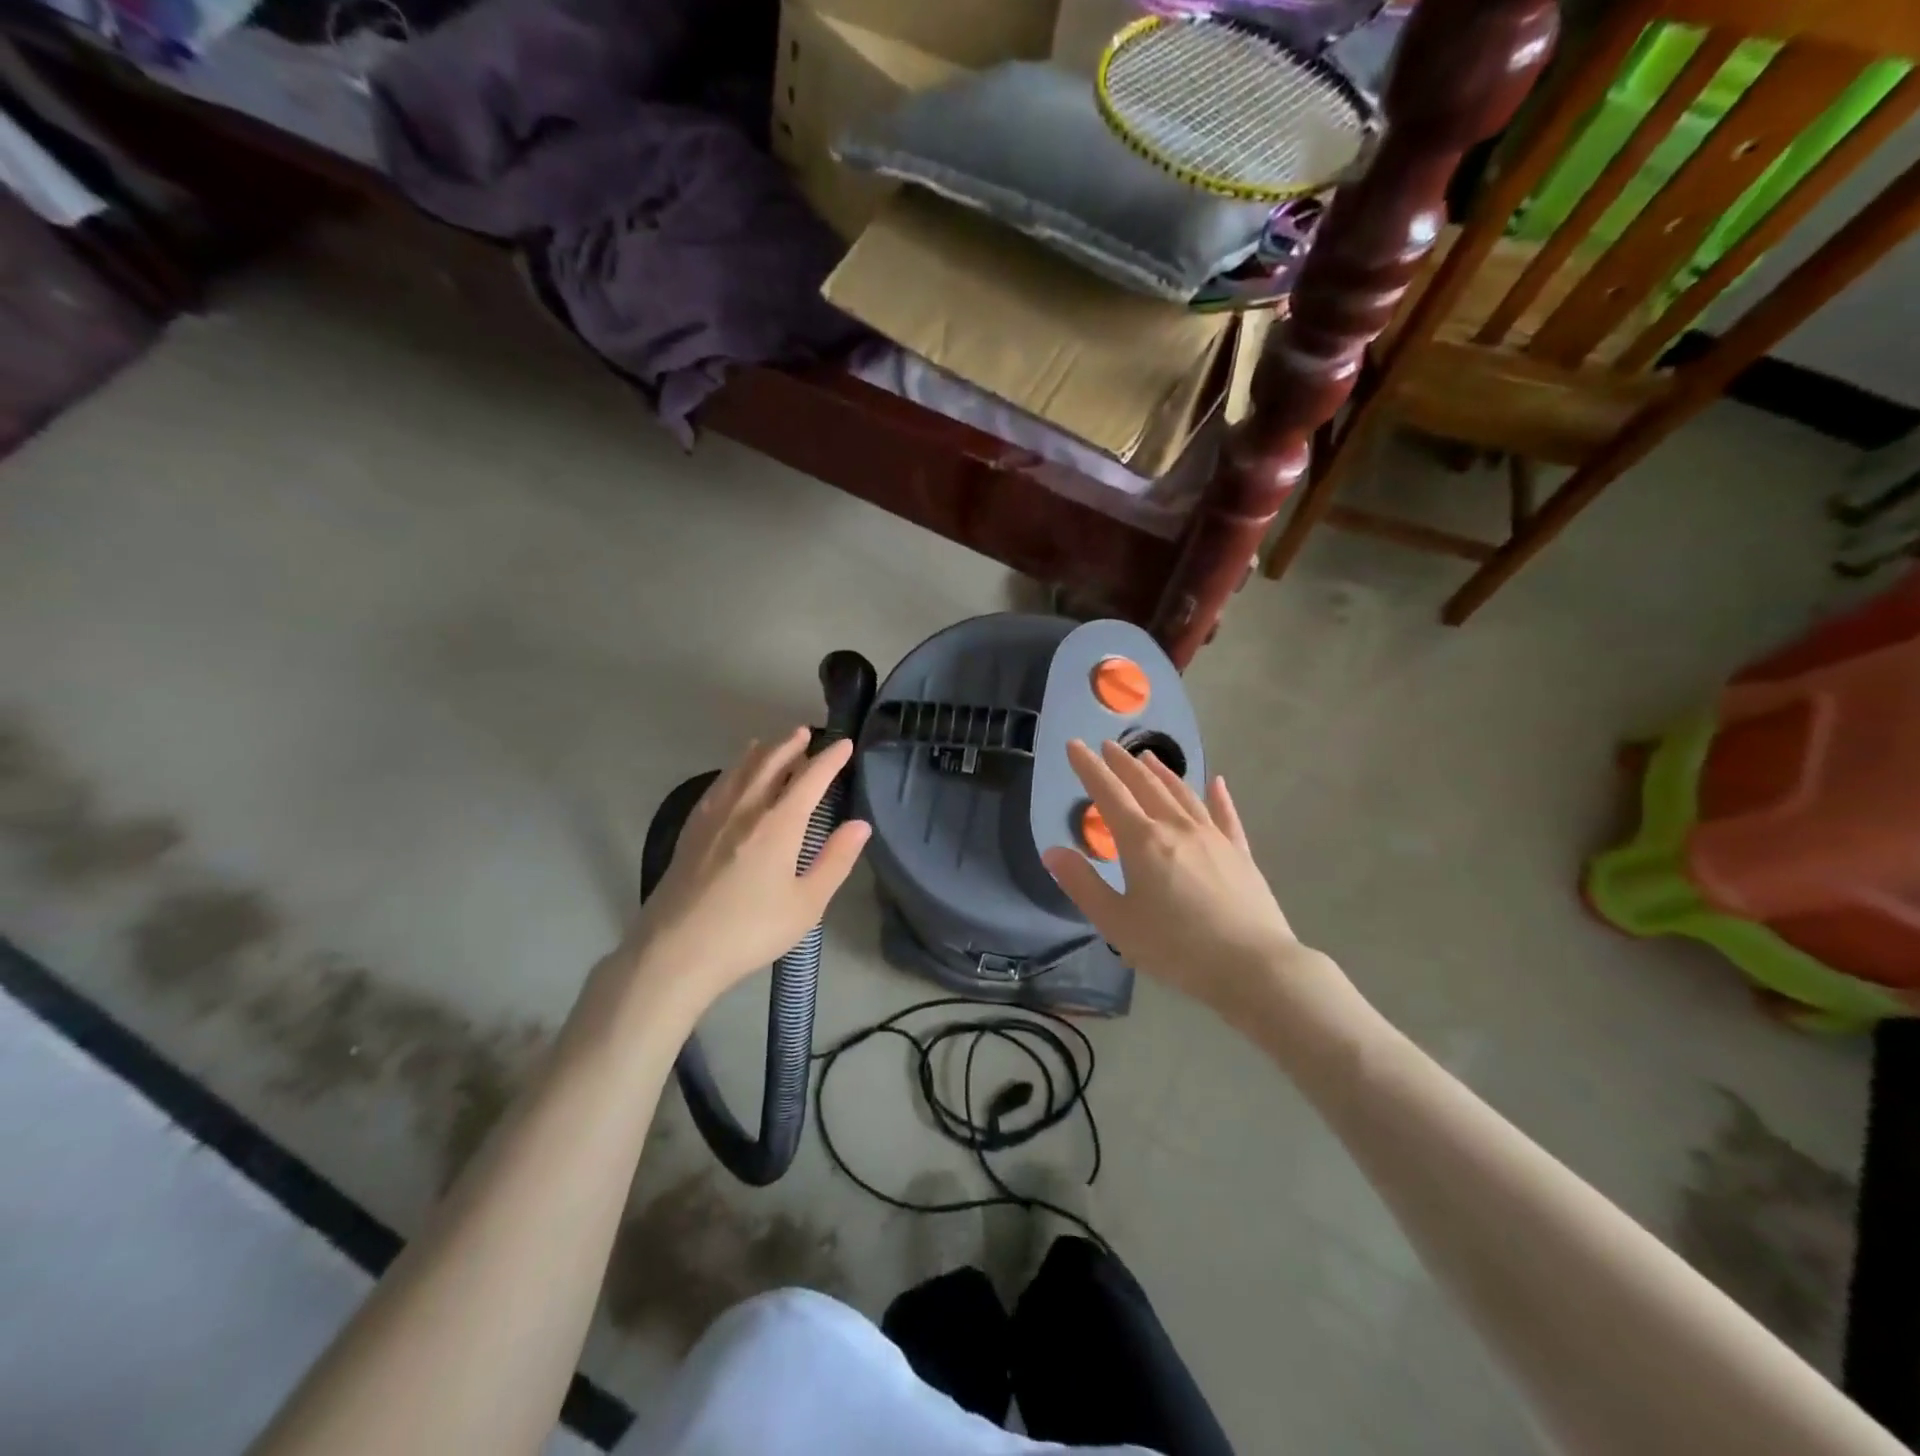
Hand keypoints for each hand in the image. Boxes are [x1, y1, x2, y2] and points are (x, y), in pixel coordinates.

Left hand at [619, 728, 870, 1019]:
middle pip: (770, 763)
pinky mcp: (692, 831)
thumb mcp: (806, 904)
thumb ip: (835, 860)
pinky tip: (732, 776)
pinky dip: (733, 770)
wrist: (676, 951)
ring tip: (771, 742)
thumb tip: (860, 824)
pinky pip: (717, 785)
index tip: (845, 744)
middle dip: (791, 745)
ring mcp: (713, 817)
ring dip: (761, 751)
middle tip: (805, 732)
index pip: (810, 778)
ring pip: (740, 770)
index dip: (830, 759)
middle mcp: (746, 809)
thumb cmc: (750, 931)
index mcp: (778, 824)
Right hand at [1041, 740, 1303, 1024]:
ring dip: (1162, 773)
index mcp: (1142, 841)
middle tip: (1108, 746)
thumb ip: (1082, 884)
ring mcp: (1213, 837)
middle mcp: (1177, 827)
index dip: (1089, 768)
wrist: (1252, 967)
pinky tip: (1216, 783)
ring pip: (1183, 794)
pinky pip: (1226, 815)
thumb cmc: (1175, 948)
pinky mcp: (1240, 853)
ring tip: (1148, 756)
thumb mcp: (1116, 922)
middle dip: (1123, 764)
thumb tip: (1052, 851)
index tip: (1074, 745)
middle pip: (1145, 785)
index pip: (1108, 793)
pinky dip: (1218, 796)